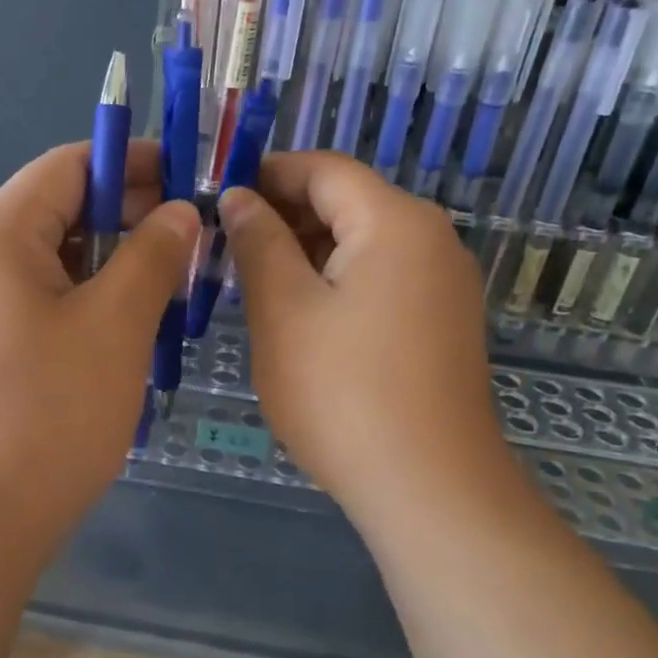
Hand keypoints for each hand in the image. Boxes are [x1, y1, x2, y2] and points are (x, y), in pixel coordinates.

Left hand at [0, 142, 198, 563]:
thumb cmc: (47, 416)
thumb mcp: (116, 326)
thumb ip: (153, 255)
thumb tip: (180, 213)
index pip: (71, 166)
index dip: (136, 164)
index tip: (193, 180)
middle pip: (58, 213)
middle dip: (129, 222)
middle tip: (193, 245)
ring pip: (49, 265)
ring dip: (109, 269)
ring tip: (169, 292)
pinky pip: (32, 306)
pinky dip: (80, 306)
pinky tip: (122, 336)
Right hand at [219, 152, 512, 520]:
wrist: (429, 488)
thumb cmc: (343, 392)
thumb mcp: (283, 310)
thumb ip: (258, 242)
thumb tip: (238, 197)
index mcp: (395, 221)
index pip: (324, 169)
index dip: (266, 173)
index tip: (214, 197)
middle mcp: (431, 239)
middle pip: (347, 203)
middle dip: (283, 215)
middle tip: (223, 247)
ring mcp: (443, 283)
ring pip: (361, 244)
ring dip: (305, 252)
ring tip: (251, 282)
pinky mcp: (441, 322)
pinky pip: (380, 279)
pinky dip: (335, 282)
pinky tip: (297, 315)